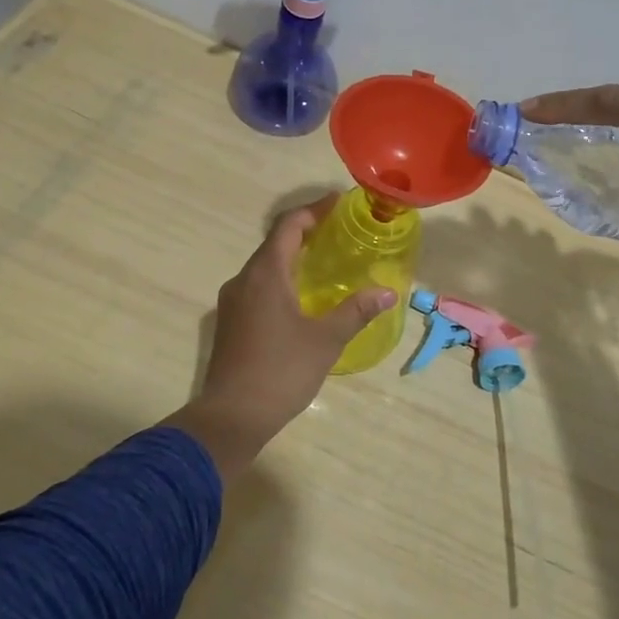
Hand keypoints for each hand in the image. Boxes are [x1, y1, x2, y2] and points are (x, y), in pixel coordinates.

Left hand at [165, 196, 394, 478]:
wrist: (231, 416)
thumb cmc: (280, 371)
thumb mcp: (325, 340)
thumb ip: (355, 311)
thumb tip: (387, 292)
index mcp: (265, 274)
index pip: (289, 226)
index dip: (314, 210)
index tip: (339, 202)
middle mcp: (244, 279)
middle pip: (275, 242)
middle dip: (306, 231)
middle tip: (338, 230)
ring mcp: (233, 301)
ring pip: (265, 266)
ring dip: (292, 256)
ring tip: (325, 261)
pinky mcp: (231, 322)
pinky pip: (258, 286)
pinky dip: (281, 278)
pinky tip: (301, 296)